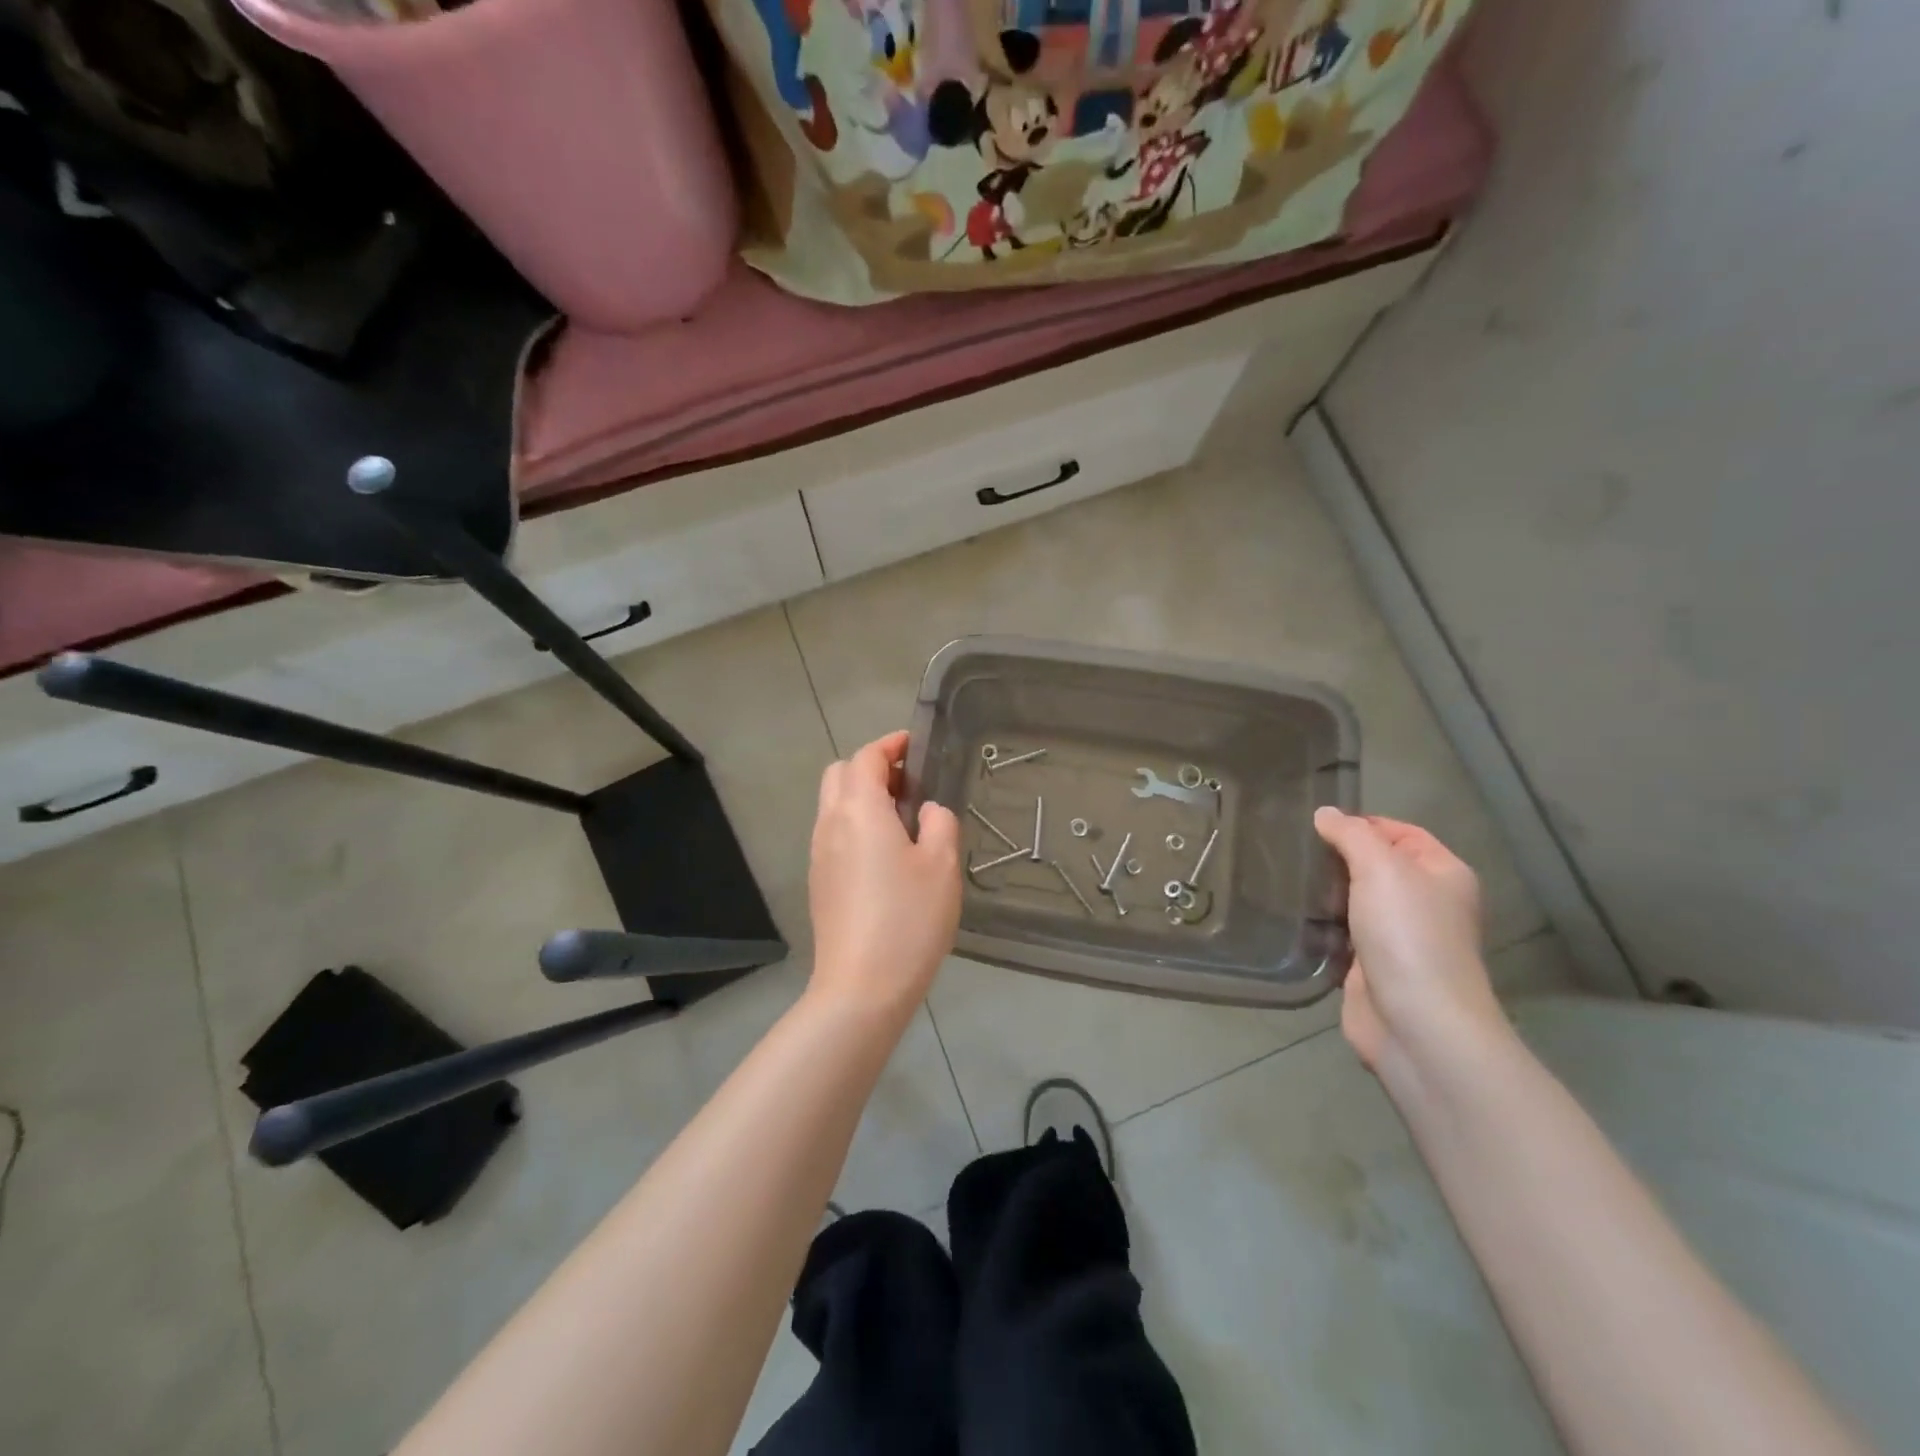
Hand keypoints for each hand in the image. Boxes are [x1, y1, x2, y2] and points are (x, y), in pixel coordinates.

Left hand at [807, 731, 961, 1015]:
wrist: (861, 988)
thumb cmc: (908, 920)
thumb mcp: (941, 865)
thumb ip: (939, 823)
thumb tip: (928, 810)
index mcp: (859, 810)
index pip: (866, 757)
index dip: (891, 745)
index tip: (916, 746)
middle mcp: (830, 824)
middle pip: (840, 774)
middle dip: (872, 767)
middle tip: (910, 784)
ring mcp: (819, 854)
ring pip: (833, 805)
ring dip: (862, 796)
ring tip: (904, 820)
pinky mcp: (818, 881)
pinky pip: (834, 834)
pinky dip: (855, 824)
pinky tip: (886, 855)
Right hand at [1314, 809, 1504, 1078]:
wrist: (1416, 1021)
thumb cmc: (1407, 934)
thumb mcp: (1381, 868)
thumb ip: (1351, 835)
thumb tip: (1325, 814)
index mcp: (1442, 873)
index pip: (1402, 832)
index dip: (1362, 824)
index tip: (1317, 825)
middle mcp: (1425, 902)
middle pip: (1376, 864)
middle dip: (1338, 856)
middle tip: (1295, 849)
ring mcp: (1399, 936)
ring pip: (1356, 899)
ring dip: (1325, 890)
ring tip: (1286, 876)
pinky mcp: (1372, 964)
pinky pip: (1342, 931)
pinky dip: (1321, 922)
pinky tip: (1293, 913)